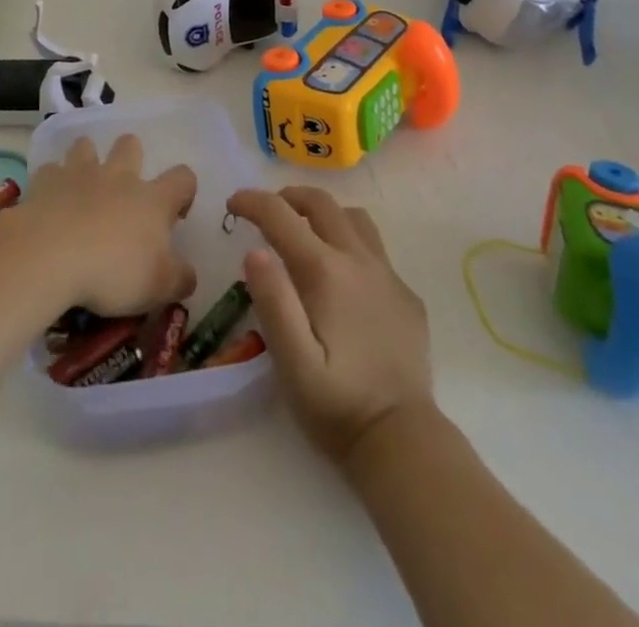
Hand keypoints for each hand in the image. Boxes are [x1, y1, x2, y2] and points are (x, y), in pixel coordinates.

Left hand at [17, 134, 197, 316]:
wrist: (50, 256)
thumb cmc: (112, 272)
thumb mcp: (159, 287)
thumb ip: (180, 279)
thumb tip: (189, 274)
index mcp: (153, 200)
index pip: (183, 178)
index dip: (184, 191)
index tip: (175, 214)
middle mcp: (119, 176)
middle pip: (130, 145)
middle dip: (130, 157)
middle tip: (124, 191)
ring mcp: (80, 173)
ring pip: (86, 146)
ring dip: (87, 159)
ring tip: (83, 187)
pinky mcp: (46, 181)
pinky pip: (51, 170)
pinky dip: (52, 182)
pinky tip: (49, 201)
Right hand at [227, 186, 433, 464]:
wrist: (403, 442)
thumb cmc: (337, 405)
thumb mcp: (292, 362)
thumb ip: (273, 302)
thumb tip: (254, 251)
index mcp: (326, 271)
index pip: (281, 215)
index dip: (252, 202)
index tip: (232, 204)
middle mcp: (359, 260)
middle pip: (321, 203)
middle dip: (287, 197)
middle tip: (266, 213)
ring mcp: (388, 275)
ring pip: (354, 218)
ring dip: (324, 214)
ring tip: (304, 233)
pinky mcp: (406, 295)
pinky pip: (375, 249)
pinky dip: (350, 243)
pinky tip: (342, 277)